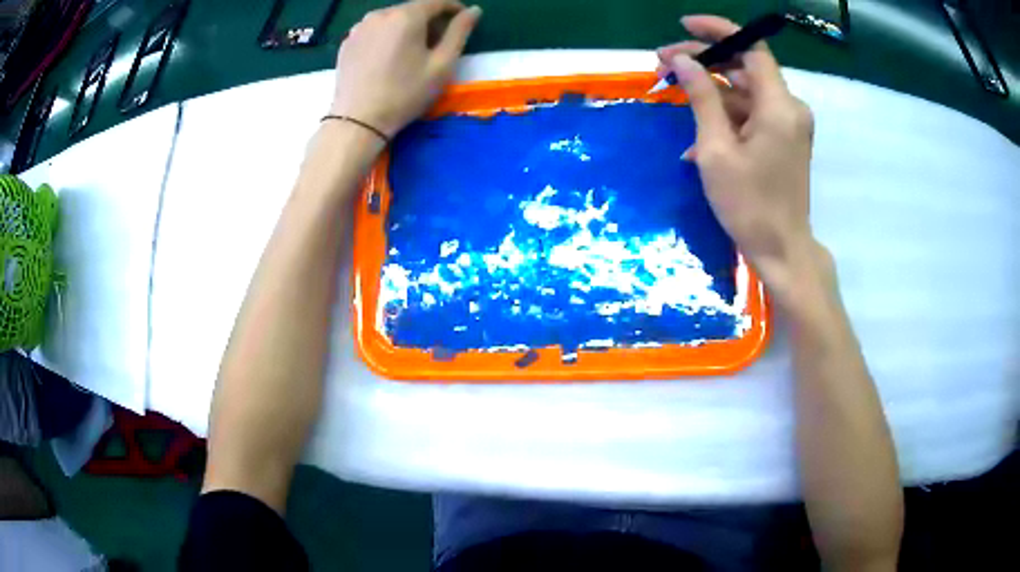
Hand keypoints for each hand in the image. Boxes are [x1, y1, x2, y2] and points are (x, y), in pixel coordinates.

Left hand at [330, 0, 481, 137]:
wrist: (358, 121)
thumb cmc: (405, 93)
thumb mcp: (442, 64)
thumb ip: (460, 32)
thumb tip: (473, 10)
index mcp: (406, 15)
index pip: (437, 1)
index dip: (454, 9)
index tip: (463, 22)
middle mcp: (380, 14)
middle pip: (413, 9)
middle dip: (429, 20)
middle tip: (438, 43)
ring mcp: (359, 27)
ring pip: (392, 19)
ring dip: (407, 28)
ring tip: (412, 52)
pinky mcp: (347, 42)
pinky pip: (375, 31)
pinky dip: (387, 37)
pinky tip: (389, 58)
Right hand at [659, 15, 829, 307]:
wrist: (782, 251)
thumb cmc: (749, 205)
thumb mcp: (716, 150)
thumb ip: (702, 99)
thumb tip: (685, 62)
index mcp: (779, 106)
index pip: (751, 48)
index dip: (719, 30)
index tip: (685, 26)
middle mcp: (790, 108)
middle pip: (745, 68)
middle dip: (706, 63)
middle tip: (664, 66)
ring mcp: (789, 125)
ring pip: (746, 93)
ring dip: (711, 93)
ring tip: (673, 98)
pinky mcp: (785, 140)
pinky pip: (753, 116)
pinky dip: (726, 117)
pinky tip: (698, 135)